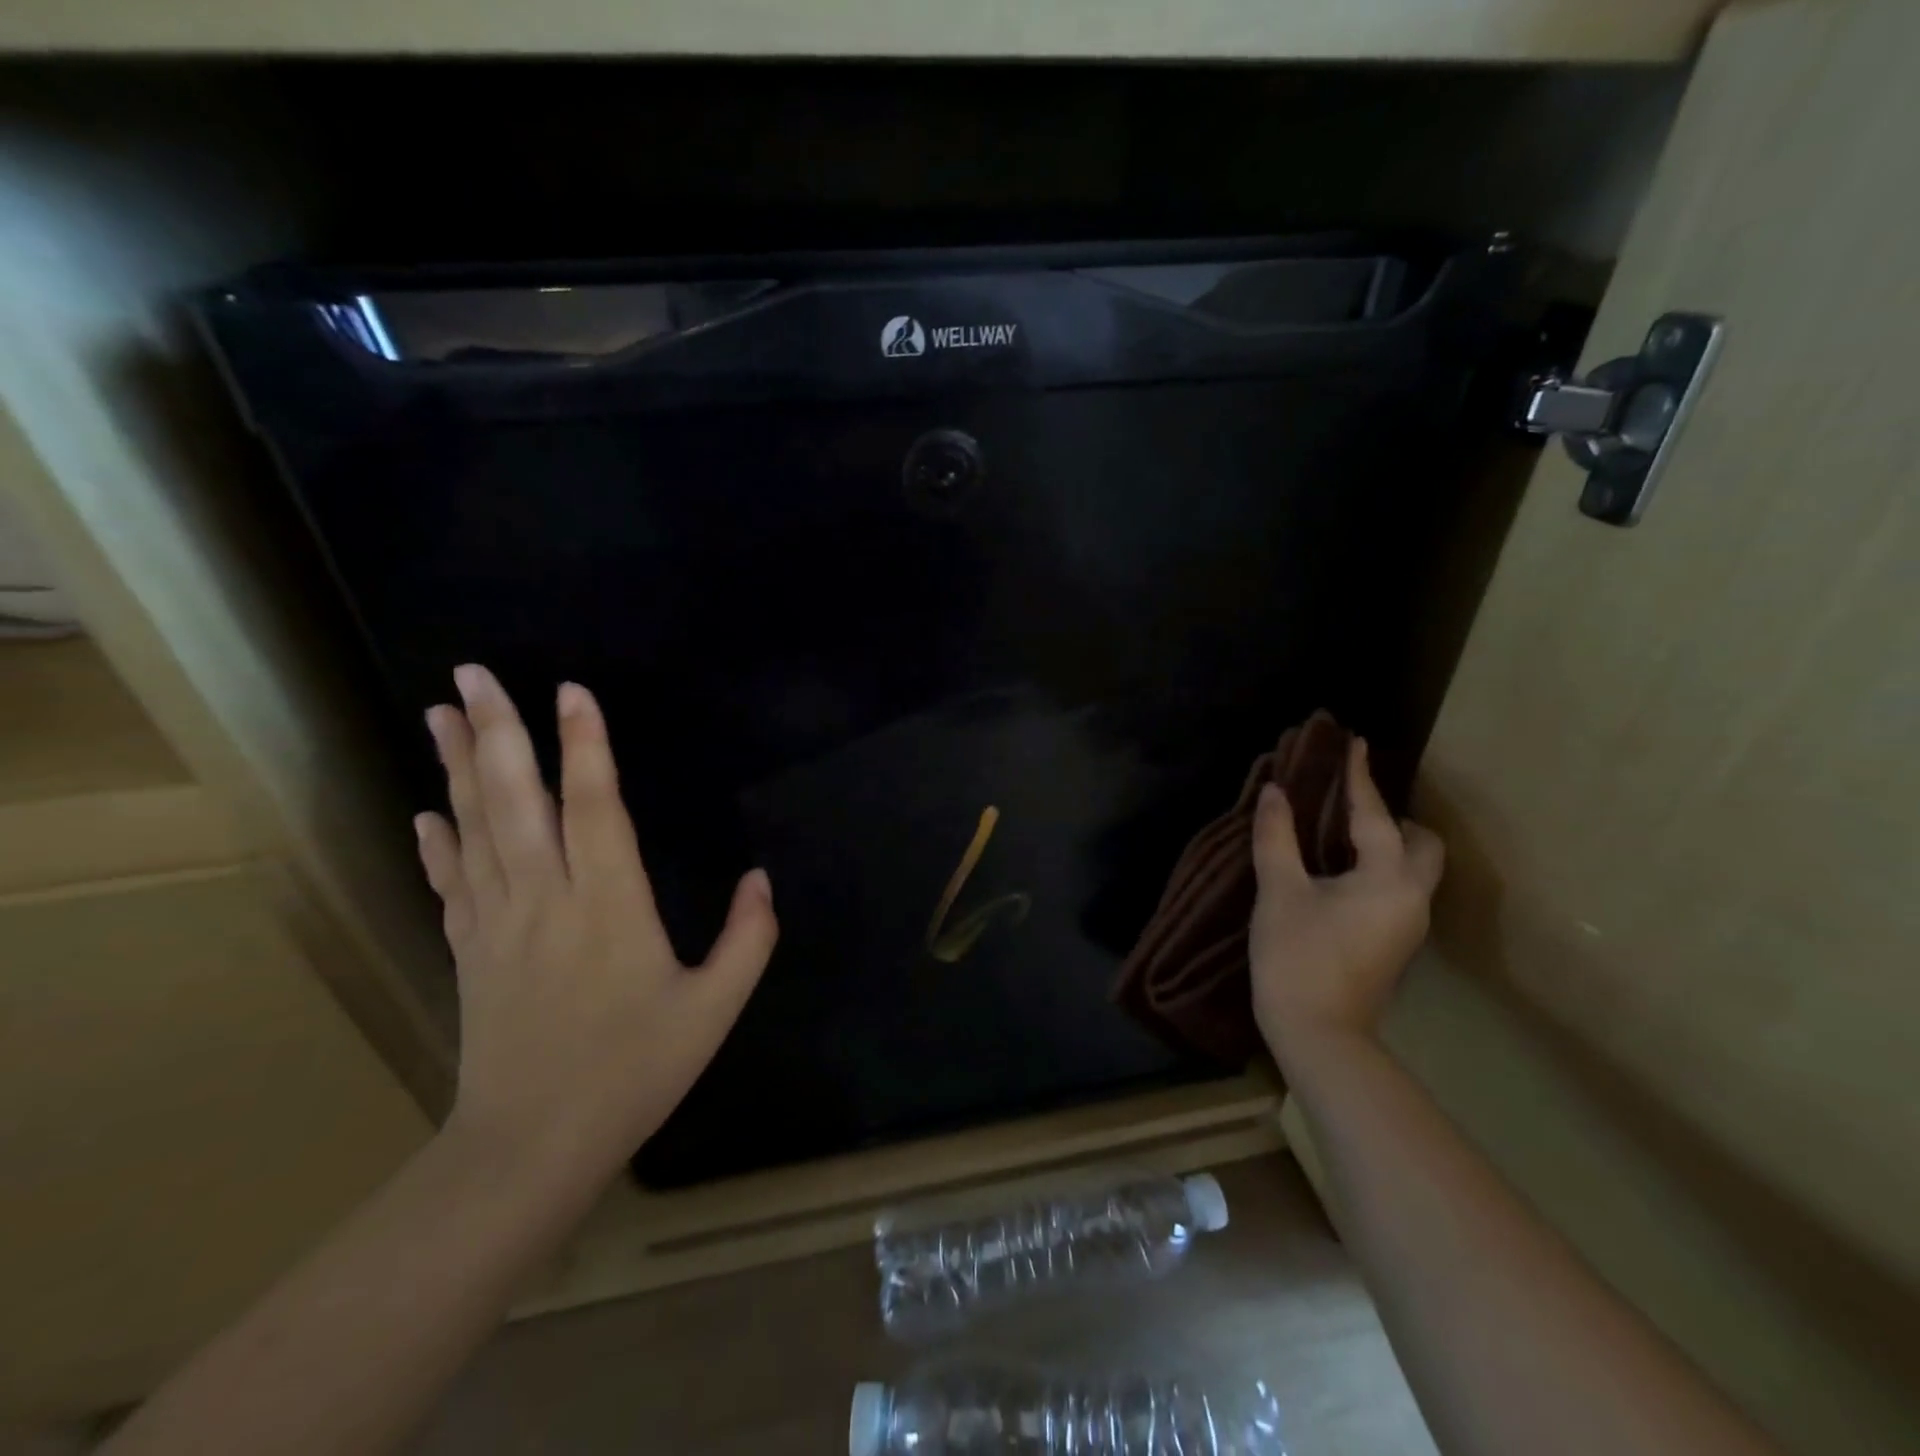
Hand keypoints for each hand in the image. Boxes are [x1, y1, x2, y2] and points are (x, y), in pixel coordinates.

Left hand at [415, 665, 776, 1191]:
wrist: (532, 1145)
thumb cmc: (634, 1070)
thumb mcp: (714, 1007)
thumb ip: (748, 937)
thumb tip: (761, 877)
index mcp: (610, 905)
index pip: (594, 807)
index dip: (585, 746)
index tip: (572, 691)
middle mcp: (546, 898)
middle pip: (515, 801)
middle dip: (496, 732)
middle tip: (473, 673)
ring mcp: (497, 922)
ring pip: (473, 828)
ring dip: (455, 767)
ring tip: (439, 712)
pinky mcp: (471, 951)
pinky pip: (450, 881)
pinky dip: (437, 841)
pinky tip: (426, 811)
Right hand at [1249, 739, 1443, 1065]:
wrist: (1318, 1033)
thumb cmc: (1297, 956)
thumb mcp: (1279, 891)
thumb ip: (1277, 837)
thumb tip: (1274, 792)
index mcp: (1387, 878)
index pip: (1375, 815)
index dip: (1359, 778)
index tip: (1354, 743)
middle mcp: (1411, 897)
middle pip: (1423, 845)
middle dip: (1394, 818)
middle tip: (1351, 807)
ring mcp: (1408, 924)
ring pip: (1415, 869)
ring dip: (1390, 844)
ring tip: (1343, 834)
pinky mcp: (1396, 943)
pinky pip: (1400, 888)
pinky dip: (1381, 868)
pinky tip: (1342, 873)